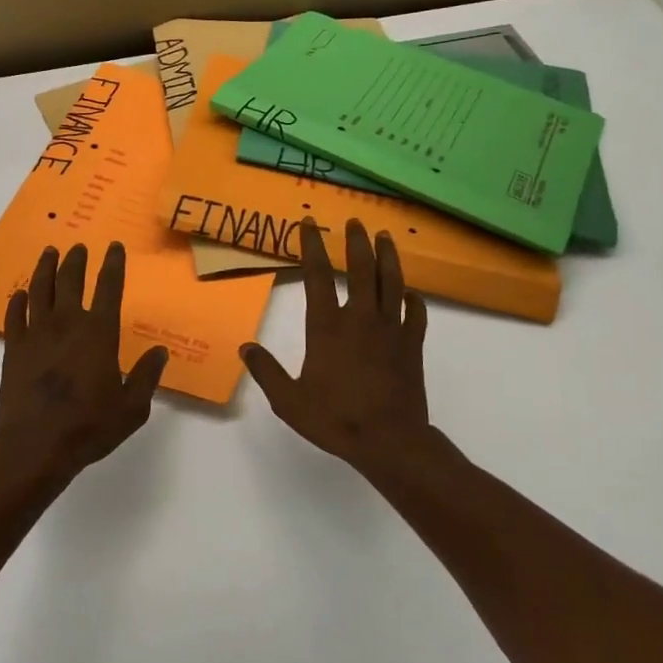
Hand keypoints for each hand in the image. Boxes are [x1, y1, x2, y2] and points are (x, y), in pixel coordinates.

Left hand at [0, 241, 166, 473]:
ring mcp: (36, 334)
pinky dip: (17, 301)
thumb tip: (160, 352)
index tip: (113, 247)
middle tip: (78, 247)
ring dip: (46, 269)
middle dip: (76, 260)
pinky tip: (20, 294)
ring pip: (40, 290)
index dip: (113, 264)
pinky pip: (14, 316)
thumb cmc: (90, 427)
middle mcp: (67, 324)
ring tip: (49, 253)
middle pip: (70, 281)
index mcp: (99, 334)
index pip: (108, 288)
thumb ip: (147, 376)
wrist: (36, 446)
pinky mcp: (13, 349)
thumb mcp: (132, 408)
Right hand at [242, 219, 443, 476]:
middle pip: (361, 269)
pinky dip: (413, 298)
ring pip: (392, 282)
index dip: (312, 247)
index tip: (309, 224)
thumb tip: (245, 347)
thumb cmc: (336, 419)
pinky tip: (410, 292)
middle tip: (355, 221)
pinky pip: (416, 313)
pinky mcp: (413, 344)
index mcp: (328, 327)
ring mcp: (392, 329)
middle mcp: (361, 318)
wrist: (390, 440)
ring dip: (387, 257)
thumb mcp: (289, 400)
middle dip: (356, 241)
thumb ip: (267, 371)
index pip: (317, 276)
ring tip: (384, 237)